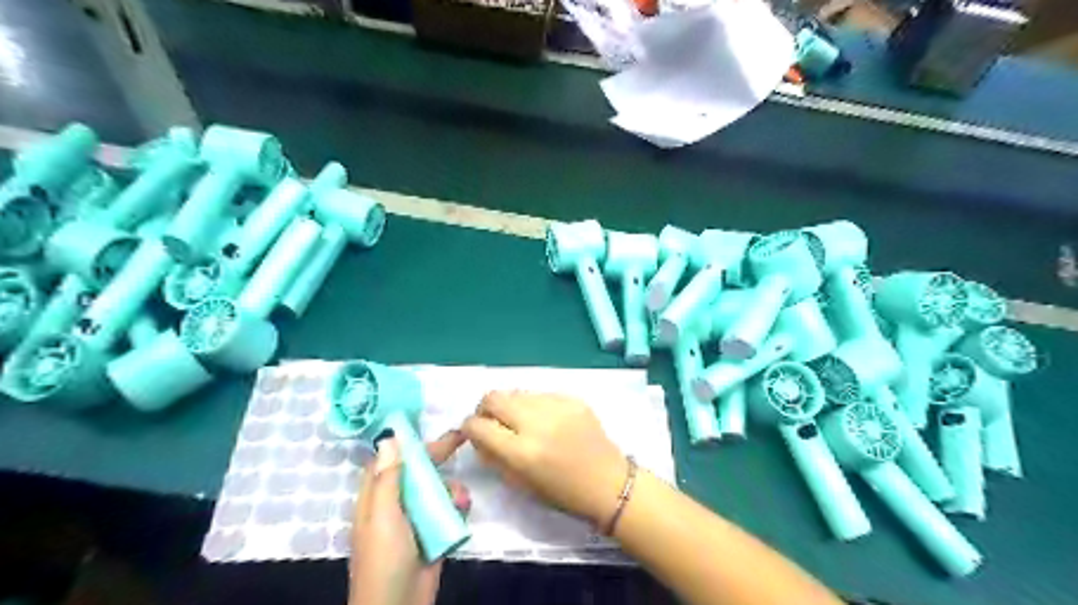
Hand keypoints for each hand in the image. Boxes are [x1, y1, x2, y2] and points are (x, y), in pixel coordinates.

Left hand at [350, 431, 468, 604]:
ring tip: (459, 500)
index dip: (405, 442)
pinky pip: (449, 507)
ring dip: (451, 488)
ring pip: (438, 487)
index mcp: (375, 497)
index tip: (425, 425)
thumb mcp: (383, 516)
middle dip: (438, 456)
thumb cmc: (384, 559)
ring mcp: (417, 516)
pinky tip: (462, 510)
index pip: (389, 459)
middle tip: (461, 438)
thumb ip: (388, 478)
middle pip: (418, 470)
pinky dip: (457, 505)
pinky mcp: (435, 529)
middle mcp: (396, 502)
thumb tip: (389, 438)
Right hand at [461, 395, 629, 526]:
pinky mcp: (572, 398)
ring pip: (516, 392)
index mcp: (521, 452)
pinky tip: (546, 420)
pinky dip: (535, 405)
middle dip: (485, 409)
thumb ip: (493, 457)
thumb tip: (477, 435)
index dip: (469, 428)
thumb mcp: (520, 484)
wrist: (608, 483)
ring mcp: (556, 406)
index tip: (474, 433)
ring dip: (511, 406)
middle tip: (493, 422)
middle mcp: (536, 422)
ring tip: (522, 422)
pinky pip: (540, 394)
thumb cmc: (562, 493)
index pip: (478, 425)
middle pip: (493, 397)